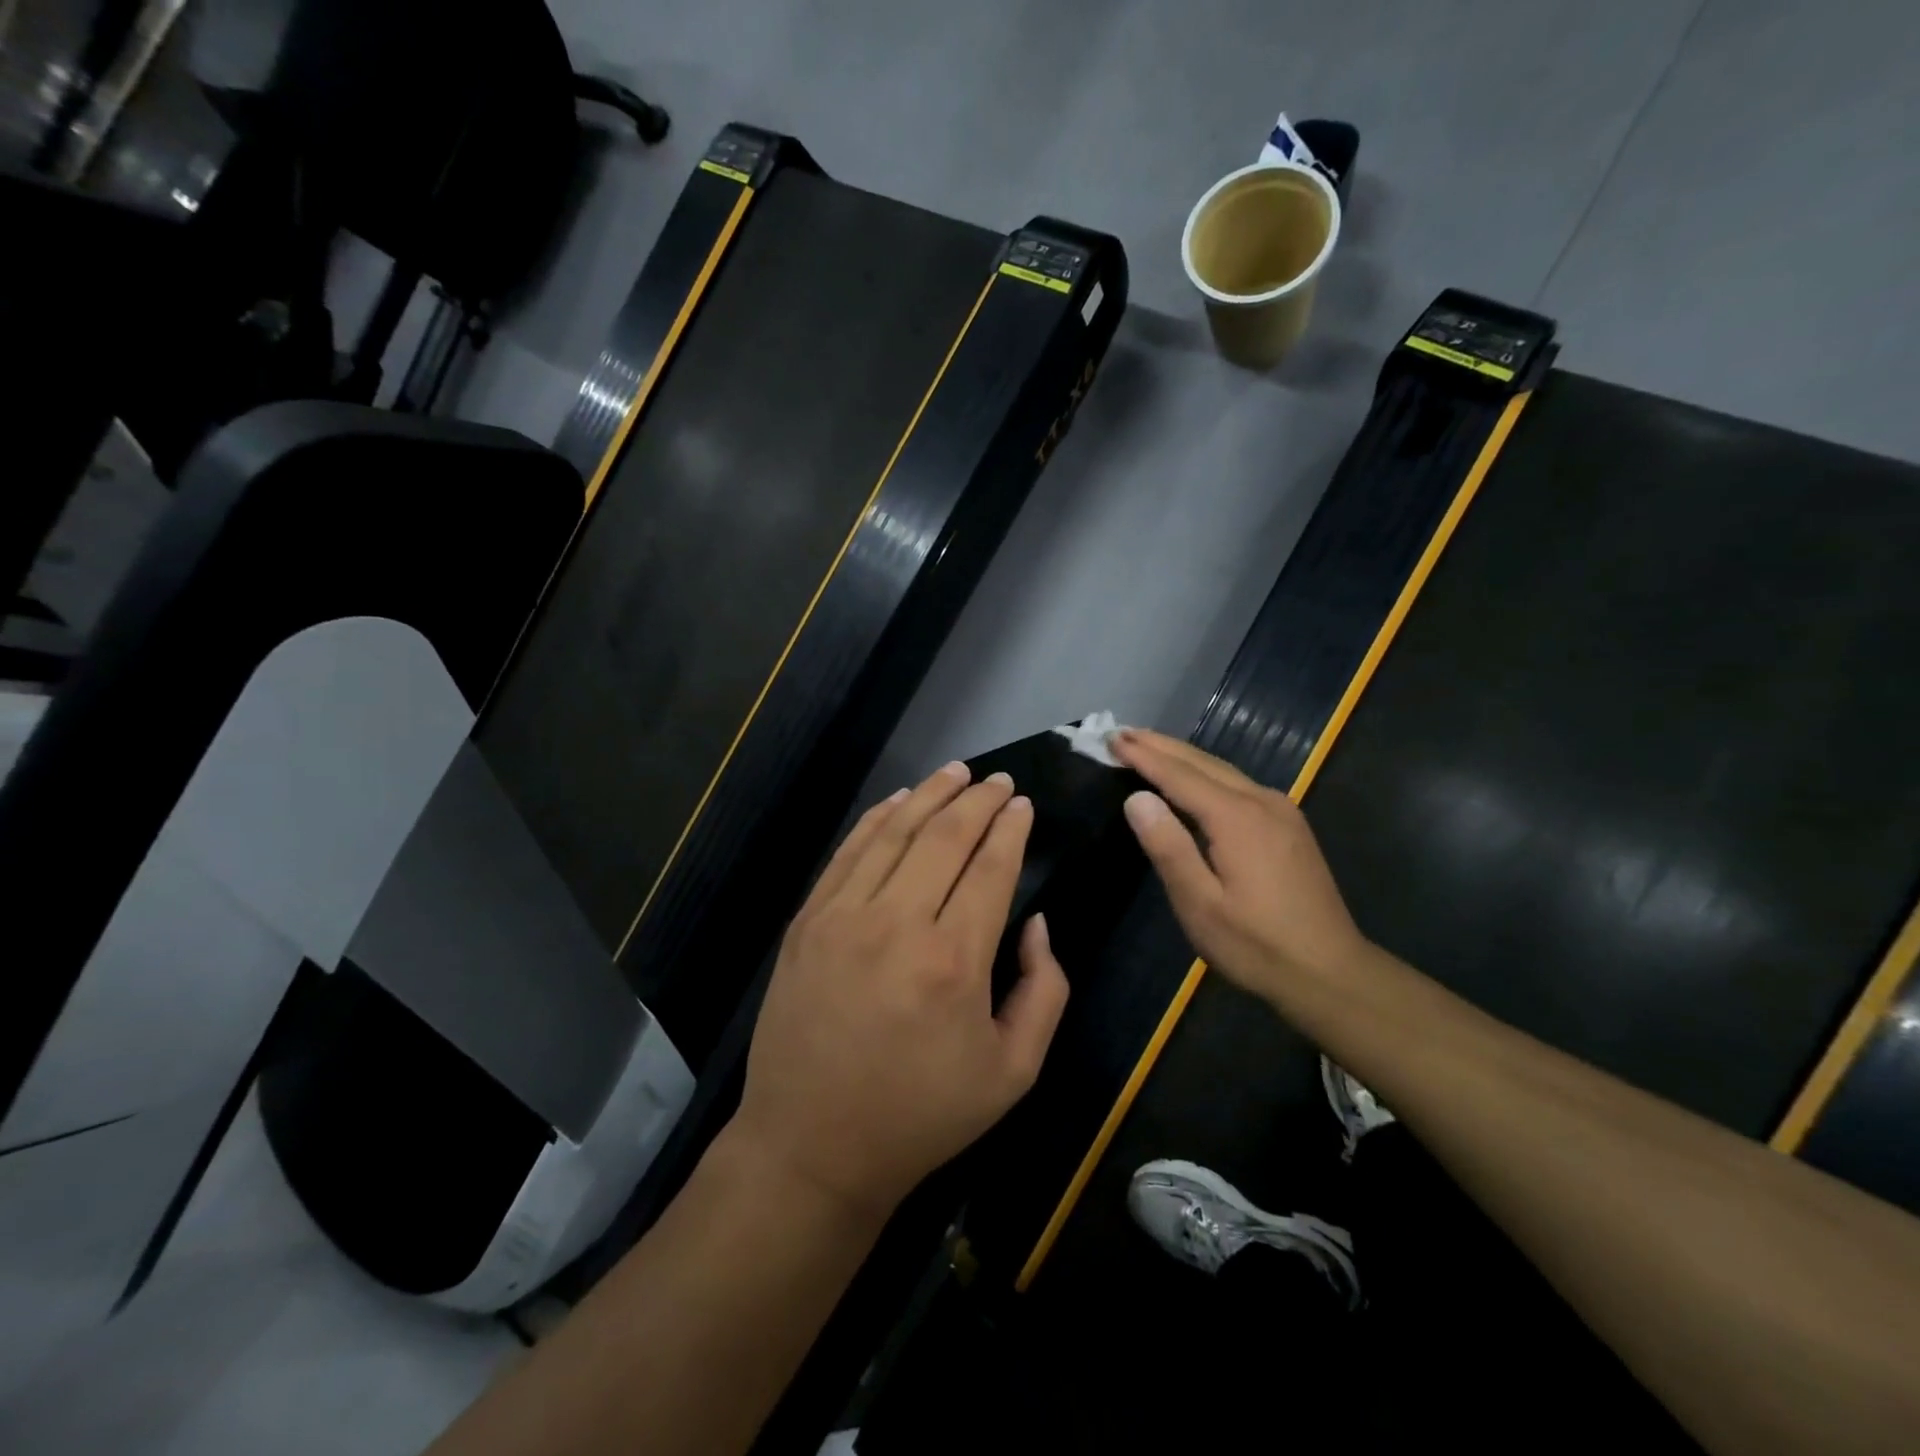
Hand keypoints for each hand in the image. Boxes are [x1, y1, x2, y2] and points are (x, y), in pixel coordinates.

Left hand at [732, 761, 1069, 1219]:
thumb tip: (1037, 921)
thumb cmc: (922, 1114)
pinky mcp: (808, 921)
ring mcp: (843, 916)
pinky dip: (878, 818)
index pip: (990, 868)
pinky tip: (900, 799)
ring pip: (895, 832)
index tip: (1024, 804)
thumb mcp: (1014, 1072)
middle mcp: (897, 924)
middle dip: (979, 800)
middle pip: (945, 836)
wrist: (813, 1145)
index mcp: (954, 961)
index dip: (1011, 829)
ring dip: (930, 795)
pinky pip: (848, 852)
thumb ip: (1045, 989)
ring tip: (957, 771)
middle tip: (1000, 781)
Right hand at [1113, 729, 1370, 1002]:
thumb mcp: (1200, 904)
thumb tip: (1137, 798)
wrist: (1331, 974)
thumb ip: (1168, 847)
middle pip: (1203, 762)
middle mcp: (1262, 802)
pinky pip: (1238, 784)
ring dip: (1183, 756)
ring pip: (1223, 770)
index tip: (1112, 738)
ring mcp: (1281, 811)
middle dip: (1161, 746)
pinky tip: (1193, 778)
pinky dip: (1206, 773)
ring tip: (1149, 746)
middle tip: (1123, 732)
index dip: (1144, 756)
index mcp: (1237, 818)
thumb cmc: (1256, 945)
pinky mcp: (1289, 825)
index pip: (1179, 775)